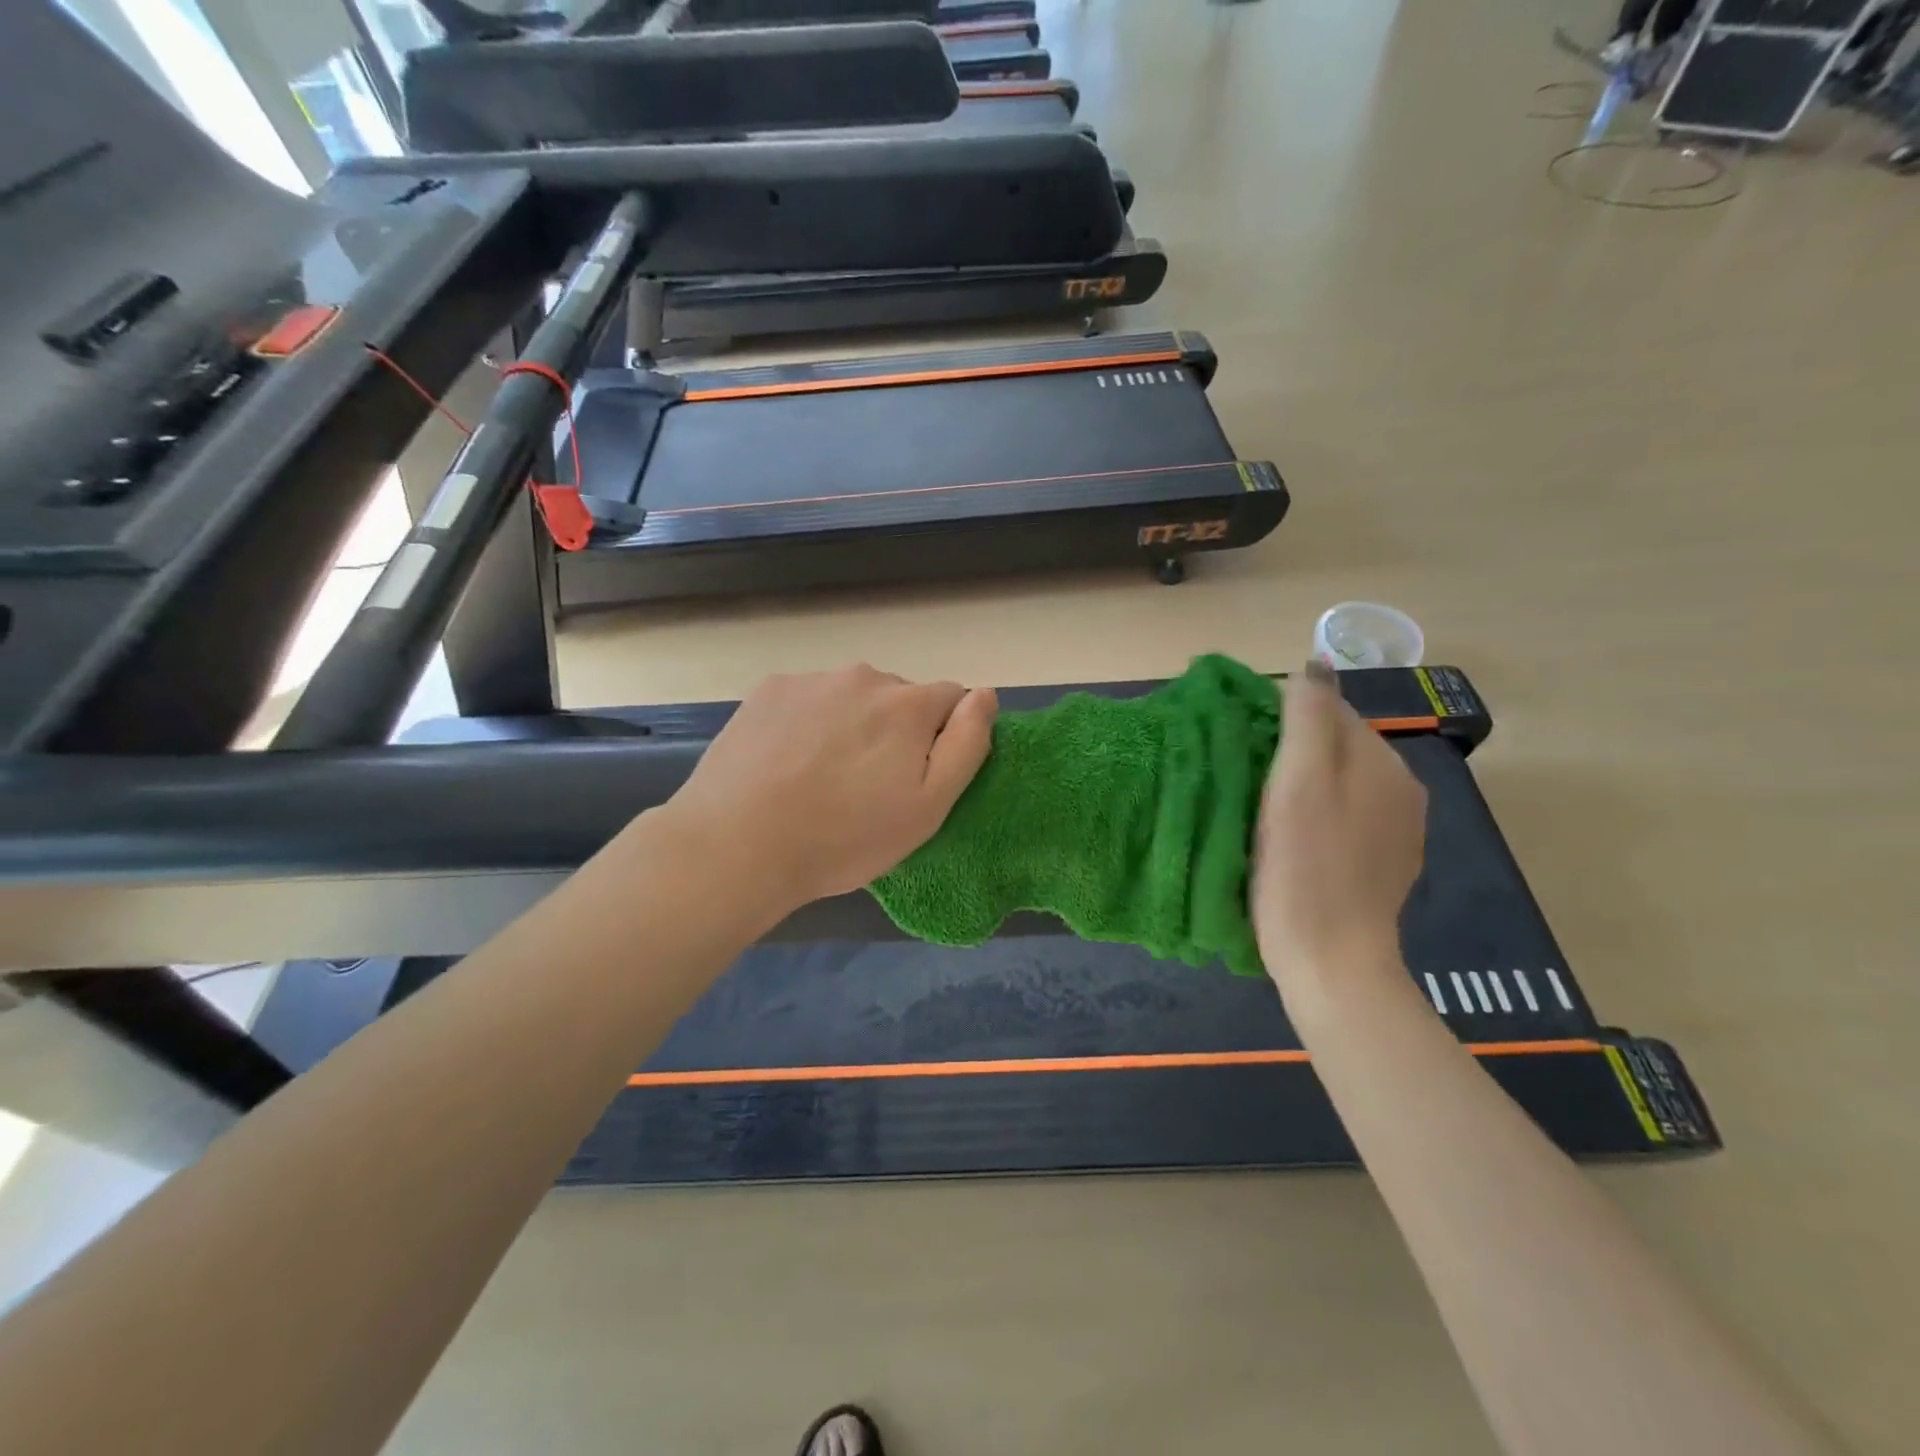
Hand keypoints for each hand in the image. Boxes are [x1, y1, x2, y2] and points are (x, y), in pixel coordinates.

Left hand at [669, 665, 997, 914]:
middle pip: (899, 697)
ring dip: (851, 724)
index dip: (941, 737)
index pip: (951, 698)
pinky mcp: (769, 690)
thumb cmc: (844, 837)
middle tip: (867, 786)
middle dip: (895, 730)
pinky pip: (808, 699)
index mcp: (908, 704)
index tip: (915, 777)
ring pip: (851, 697)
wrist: (738, 845)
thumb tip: (984, 694)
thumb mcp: (927, 807)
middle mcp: (864, 676)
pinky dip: (809, 722)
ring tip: (822, 776)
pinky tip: (787, 761)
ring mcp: (811, 680)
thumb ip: (966, 744)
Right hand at [1252, 660, 1426, 991]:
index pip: (1331, 712)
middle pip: (1337, 747)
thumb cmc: (1303, 867)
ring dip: (1303, 783)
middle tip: (1243, 777)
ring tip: (1259, 807)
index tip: (1240, 744)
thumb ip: (1307, 717)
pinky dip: (1317, 816)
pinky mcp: (1385, 864)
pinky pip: (1346, 818)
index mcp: (1382, 763)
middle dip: (1292, 750)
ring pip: (1341, 783)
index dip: (1282, 719)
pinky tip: (1291, 839)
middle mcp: (1402, 789)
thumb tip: (1315, 662)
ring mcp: (1398, 830)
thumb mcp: (1297, 782)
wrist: (1331, 961)